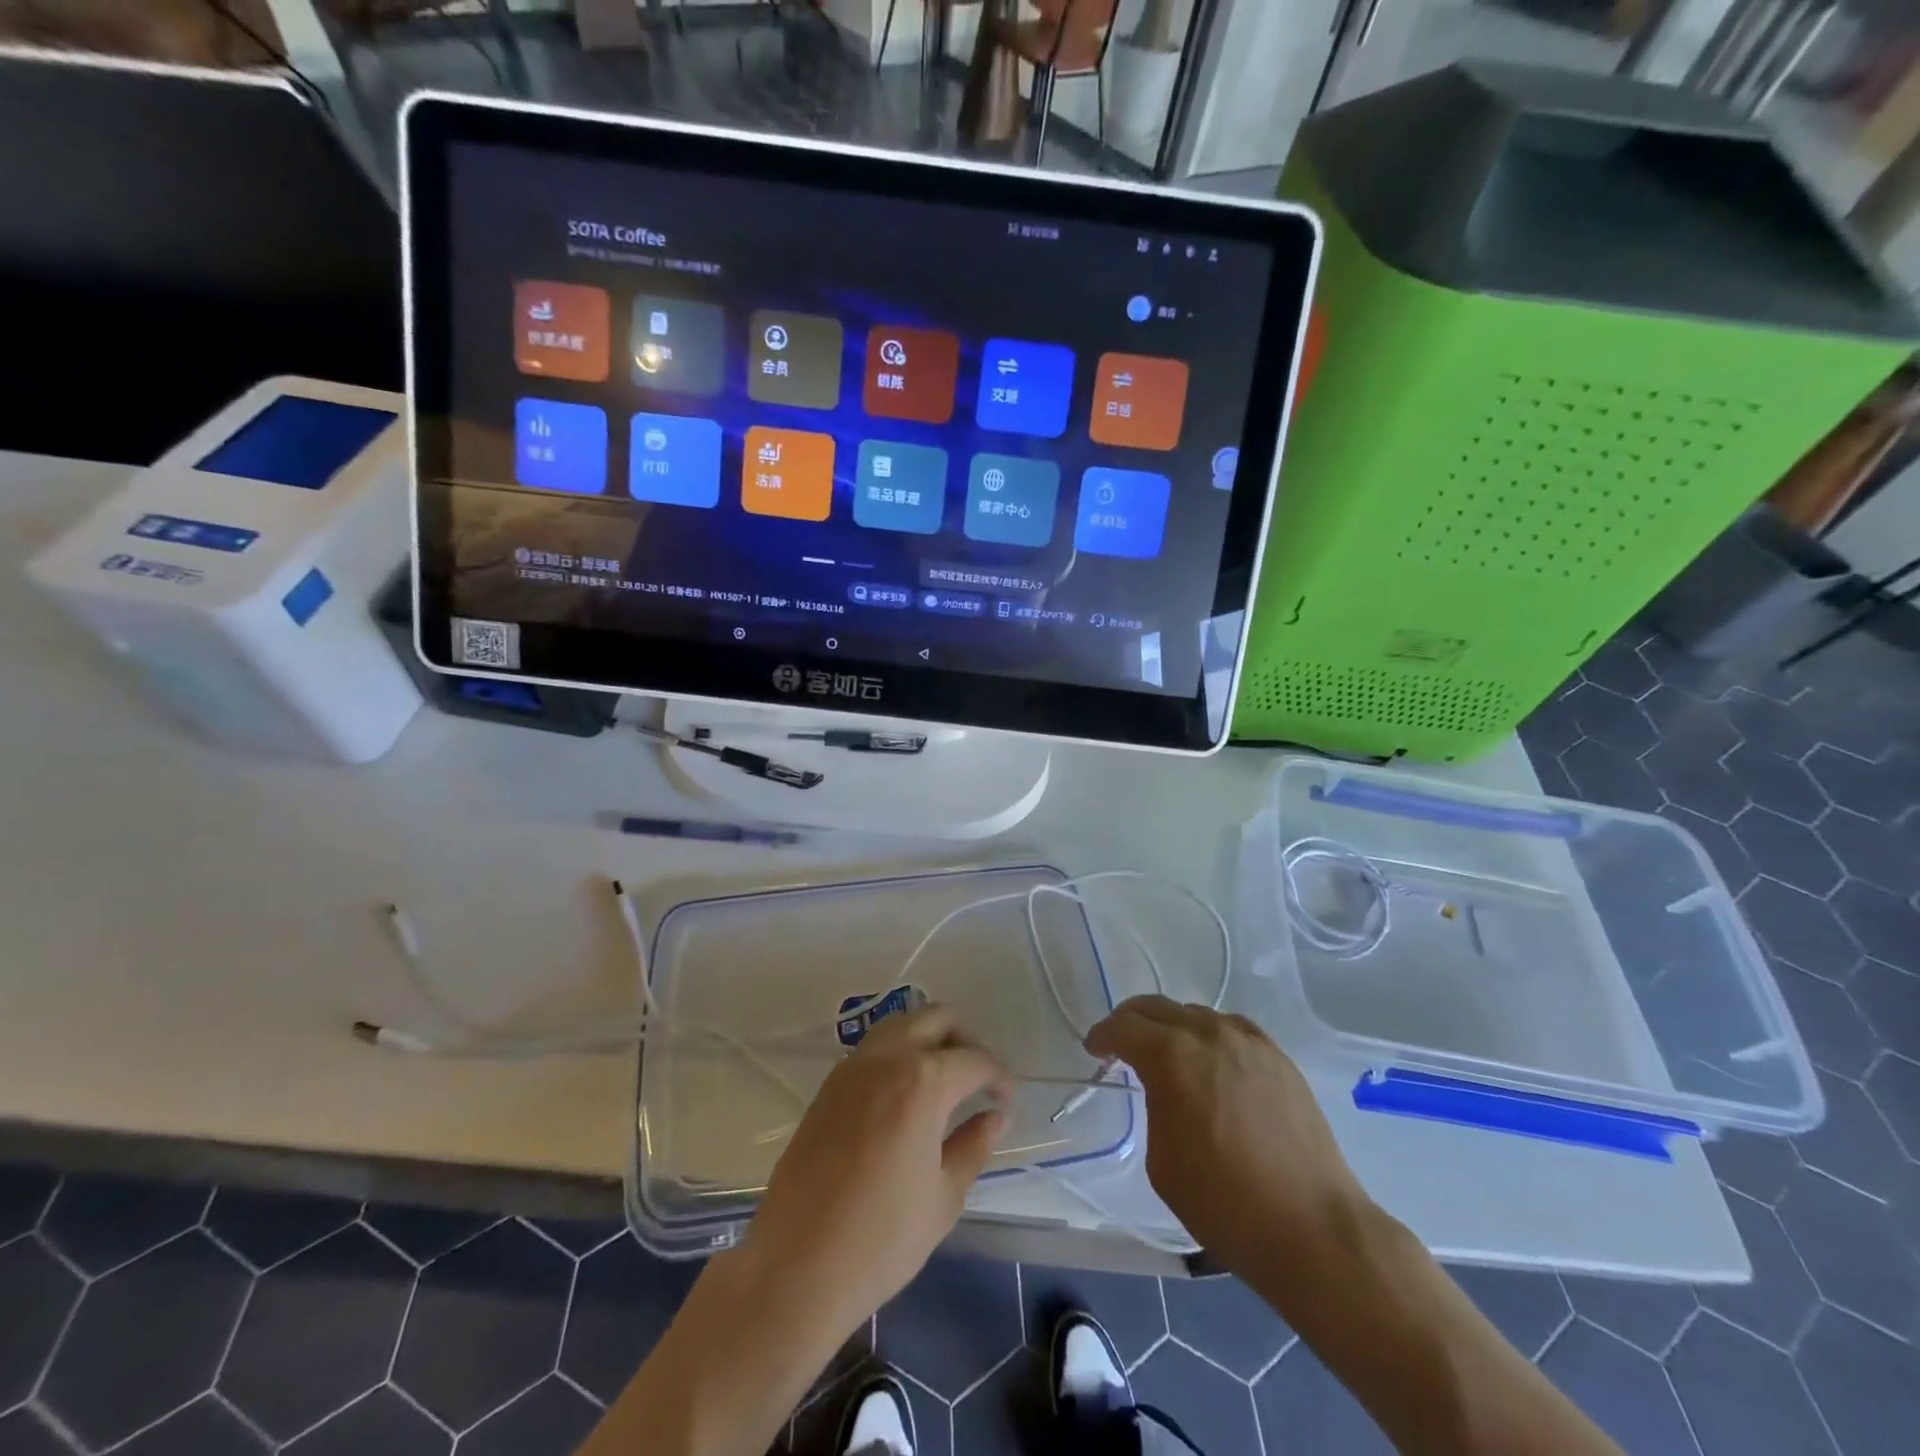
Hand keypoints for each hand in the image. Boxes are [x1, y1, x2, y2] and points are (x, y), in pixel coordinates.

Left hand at [744, 1003, 1011, 1339]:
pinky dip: (899, 1054)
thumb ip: (974, 1145)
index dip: (999, 1077)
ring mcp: (851, 1067)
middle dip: (965, 1041)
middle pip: (936, 1018)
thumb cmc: (881, 1240)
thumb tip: (996, 1116)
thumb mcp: (943, 1197)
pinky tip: (906, 1096)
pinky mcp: (828, 1085)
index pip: (974, 1059)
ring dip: (929, 1040)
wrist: (795, 1266)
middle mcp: (887, 1058)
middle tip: (979, 1081)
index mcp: (922, 1082)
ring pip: (901, 1025)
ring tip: (945, 1084)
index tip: (1008, 1102)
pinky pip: (874, 1048)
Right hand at [1085, 996, 1368, 1275]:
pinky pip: (1232, 1029)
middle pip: (1157, 1008)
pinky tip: (1212, 1060)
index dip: (1102, 1036)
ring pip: (1195, 1014)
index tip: (1095, 1049)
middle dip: (1132, 1022)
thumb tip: (1164, 1090)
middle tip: (1121, 1044)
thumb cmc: (1223, 1203)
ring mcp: (1248, 1041)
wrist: (1310, 1227)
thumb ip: (1155, 1106)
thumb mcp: (1162, 1160)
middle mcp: (1208, 1034)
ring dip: (1172, 1027)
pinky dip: (1211, 1035)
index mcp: (1171, 1056)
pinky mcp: (1278, 1057)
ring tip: (1168, 1055)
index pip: (1124, 1027)